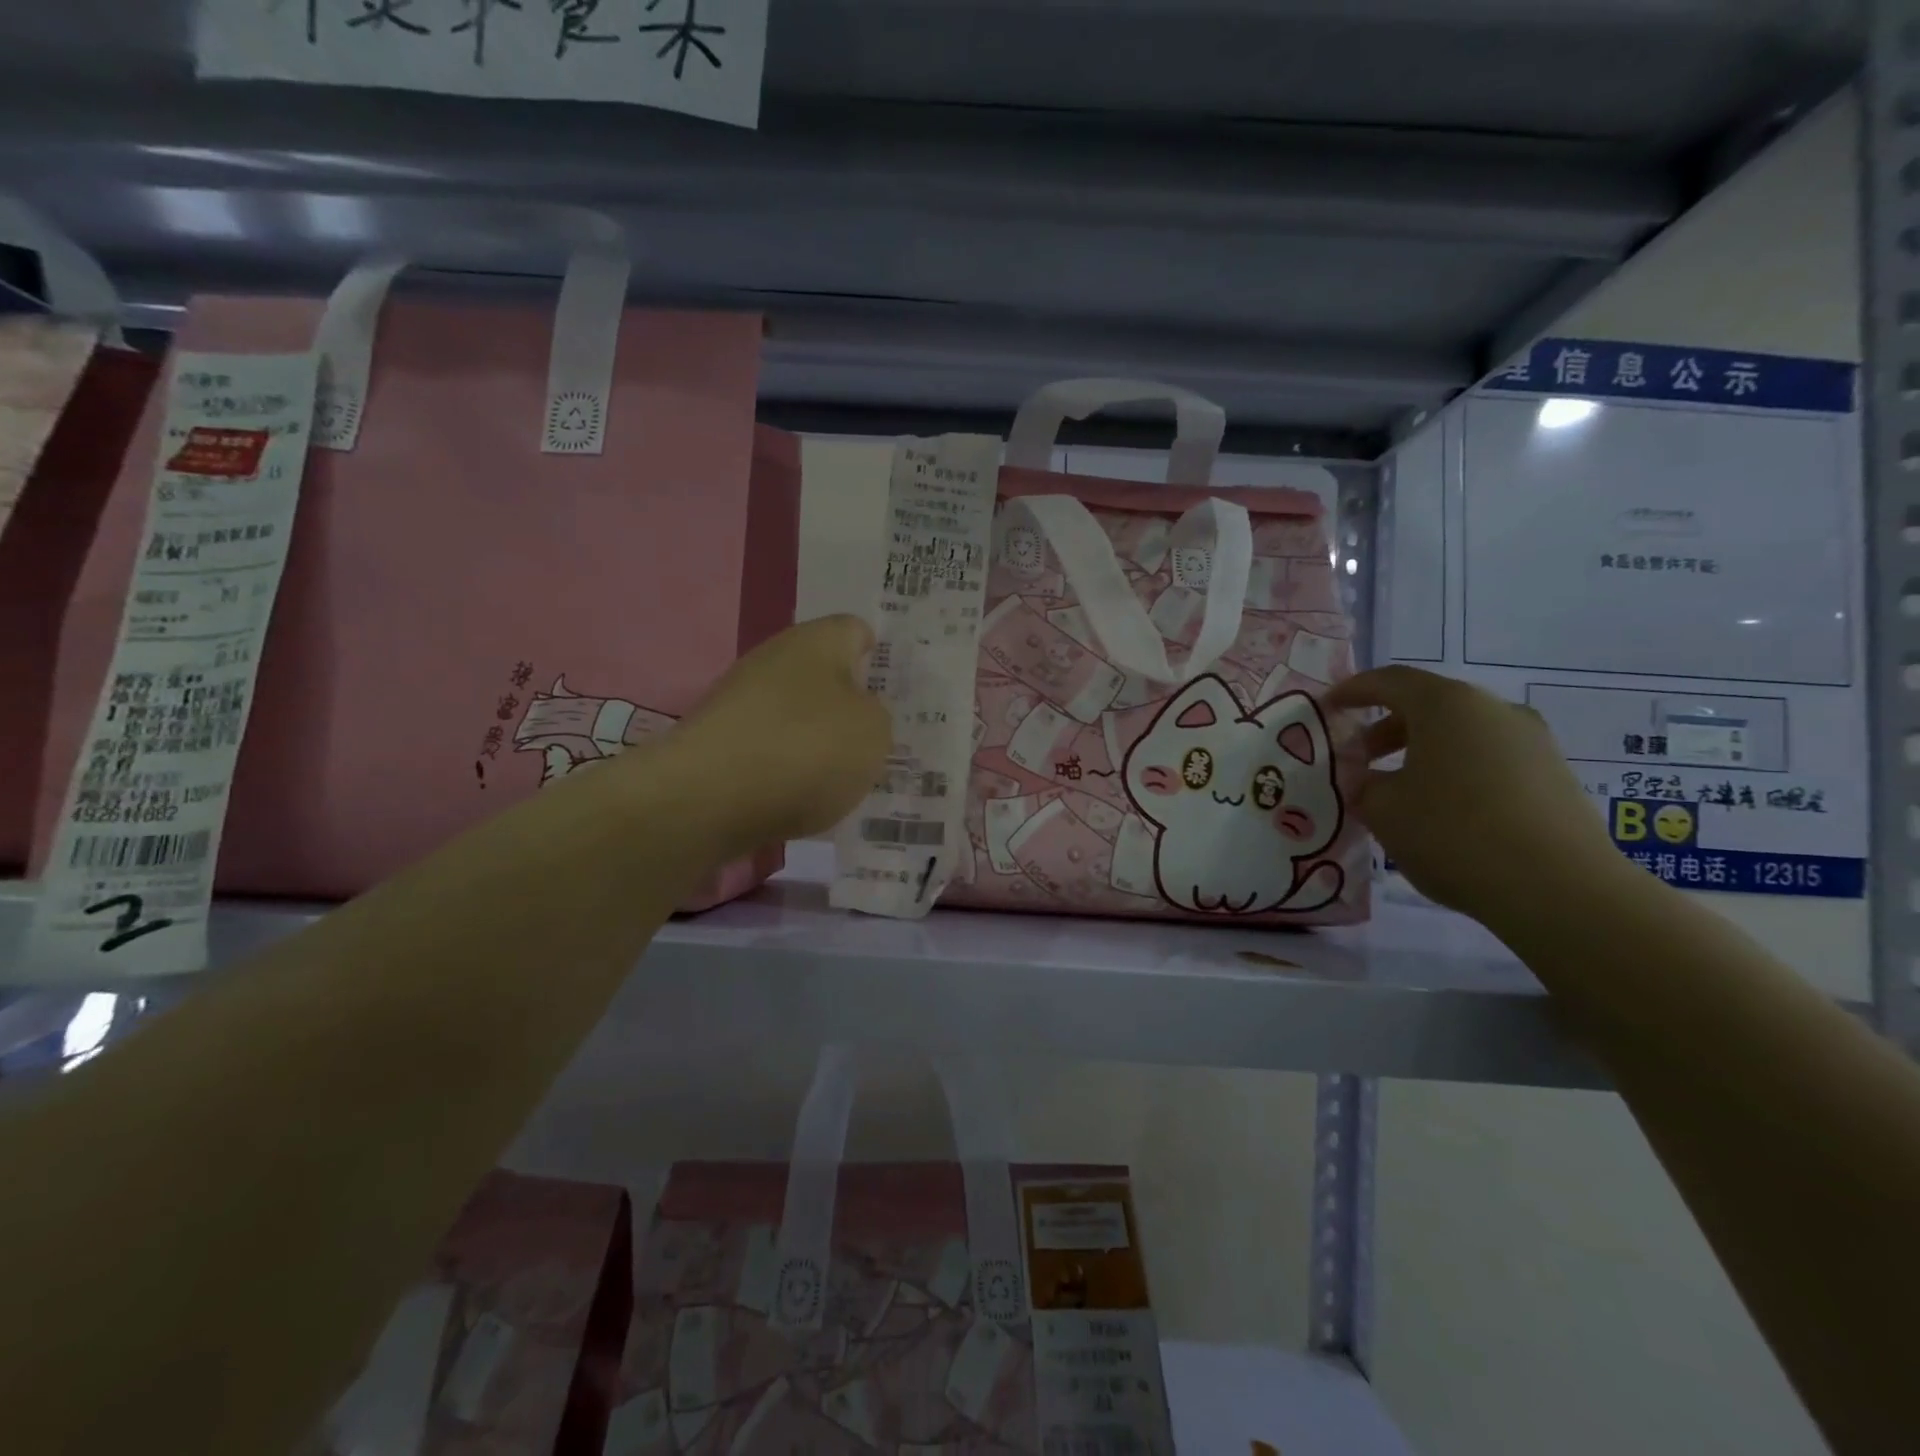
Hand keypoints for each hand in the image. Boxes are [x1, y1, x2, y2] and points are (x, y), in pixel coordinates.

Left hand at [665, 616, 891, 855]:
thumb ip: (878, 717)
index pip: (857, 631)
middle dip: (850, 706)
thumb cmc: (806, 750)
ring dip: (820, 740)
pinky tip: (804, 798)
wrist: (708, 799)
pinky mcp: (719, 742)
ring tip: (848, 778)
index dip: (881, 657)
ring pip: (796, 714)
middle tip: (881, 740)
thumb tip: (857, 715)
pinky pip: (770, 748)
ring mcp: (740, 700)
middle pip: (824, 676)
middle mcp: (774, 659)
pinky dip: (788, 769)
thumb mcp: (874, 733)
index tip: (898, 692)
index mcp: (817, 641)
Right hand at [1326, 666, 1630, 927]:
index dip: (1353, 691)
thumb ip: (1363, 784)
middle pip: (1429, 705)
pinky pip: (1490, 759)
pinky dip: (1456, 771)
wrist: (1559, 889)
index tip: (1329, 708)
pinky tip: (1442, 810)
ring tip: (1399, 790)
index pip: (1389, 681)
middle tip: (1359, 759)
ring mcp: (1532, 741)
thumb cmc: (1453, 833)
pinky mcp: (1554, 775)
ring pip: (1462, 733)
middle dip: (1387, 728)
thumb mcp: (1382, 809)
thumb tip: (1366, 780)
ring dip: (1423, 752)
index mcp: (1446, 705)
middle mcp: (1494, 710)